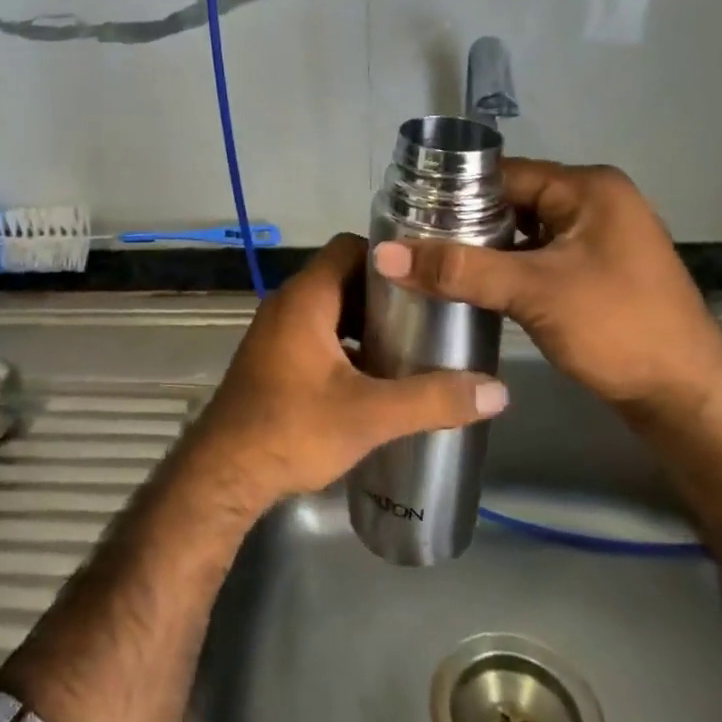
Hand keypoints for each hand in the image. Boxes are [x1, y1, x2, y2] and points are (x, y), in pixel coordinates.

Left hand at [186, 234, 507, 514]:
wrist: (224, 474)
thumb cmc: (293, 429)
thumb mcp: (370, 415)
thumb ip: (432, 399)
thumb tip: (497, 391)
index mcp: (306, 298)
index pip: (350, 247)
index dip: (390, 256)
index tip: (429, 276)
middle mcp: (288, 305)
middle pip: (344, 278)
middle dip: (387, 295)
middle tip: (431, 314)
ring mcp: (276, 332)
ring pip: (332, 310)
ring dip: (367, 323)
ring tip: (412, 345)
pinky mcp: (274, 359)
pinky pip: (318, 335)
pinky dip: (347, 345)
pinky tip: (376, 377)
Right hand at [373, 160, 721, 410]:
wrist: (687, 399)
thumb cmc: (616, 328)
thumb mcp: (532, 292)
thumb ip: (459, 269)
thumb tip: (386, 254)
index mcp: (588, 188)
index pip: (504, 174)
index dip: (454, 192)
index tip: (407, 215)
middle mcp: (596, 202)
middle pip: (512, 200)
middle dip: (465, 223)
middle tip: (414, 244)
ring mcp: (599, 237)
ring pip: (523, 231)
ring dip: (485, 248)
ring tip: (432, 264)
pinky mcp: (597, 270)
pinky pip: (539, 255)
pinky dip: (507, 267)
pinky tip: (473, 285)